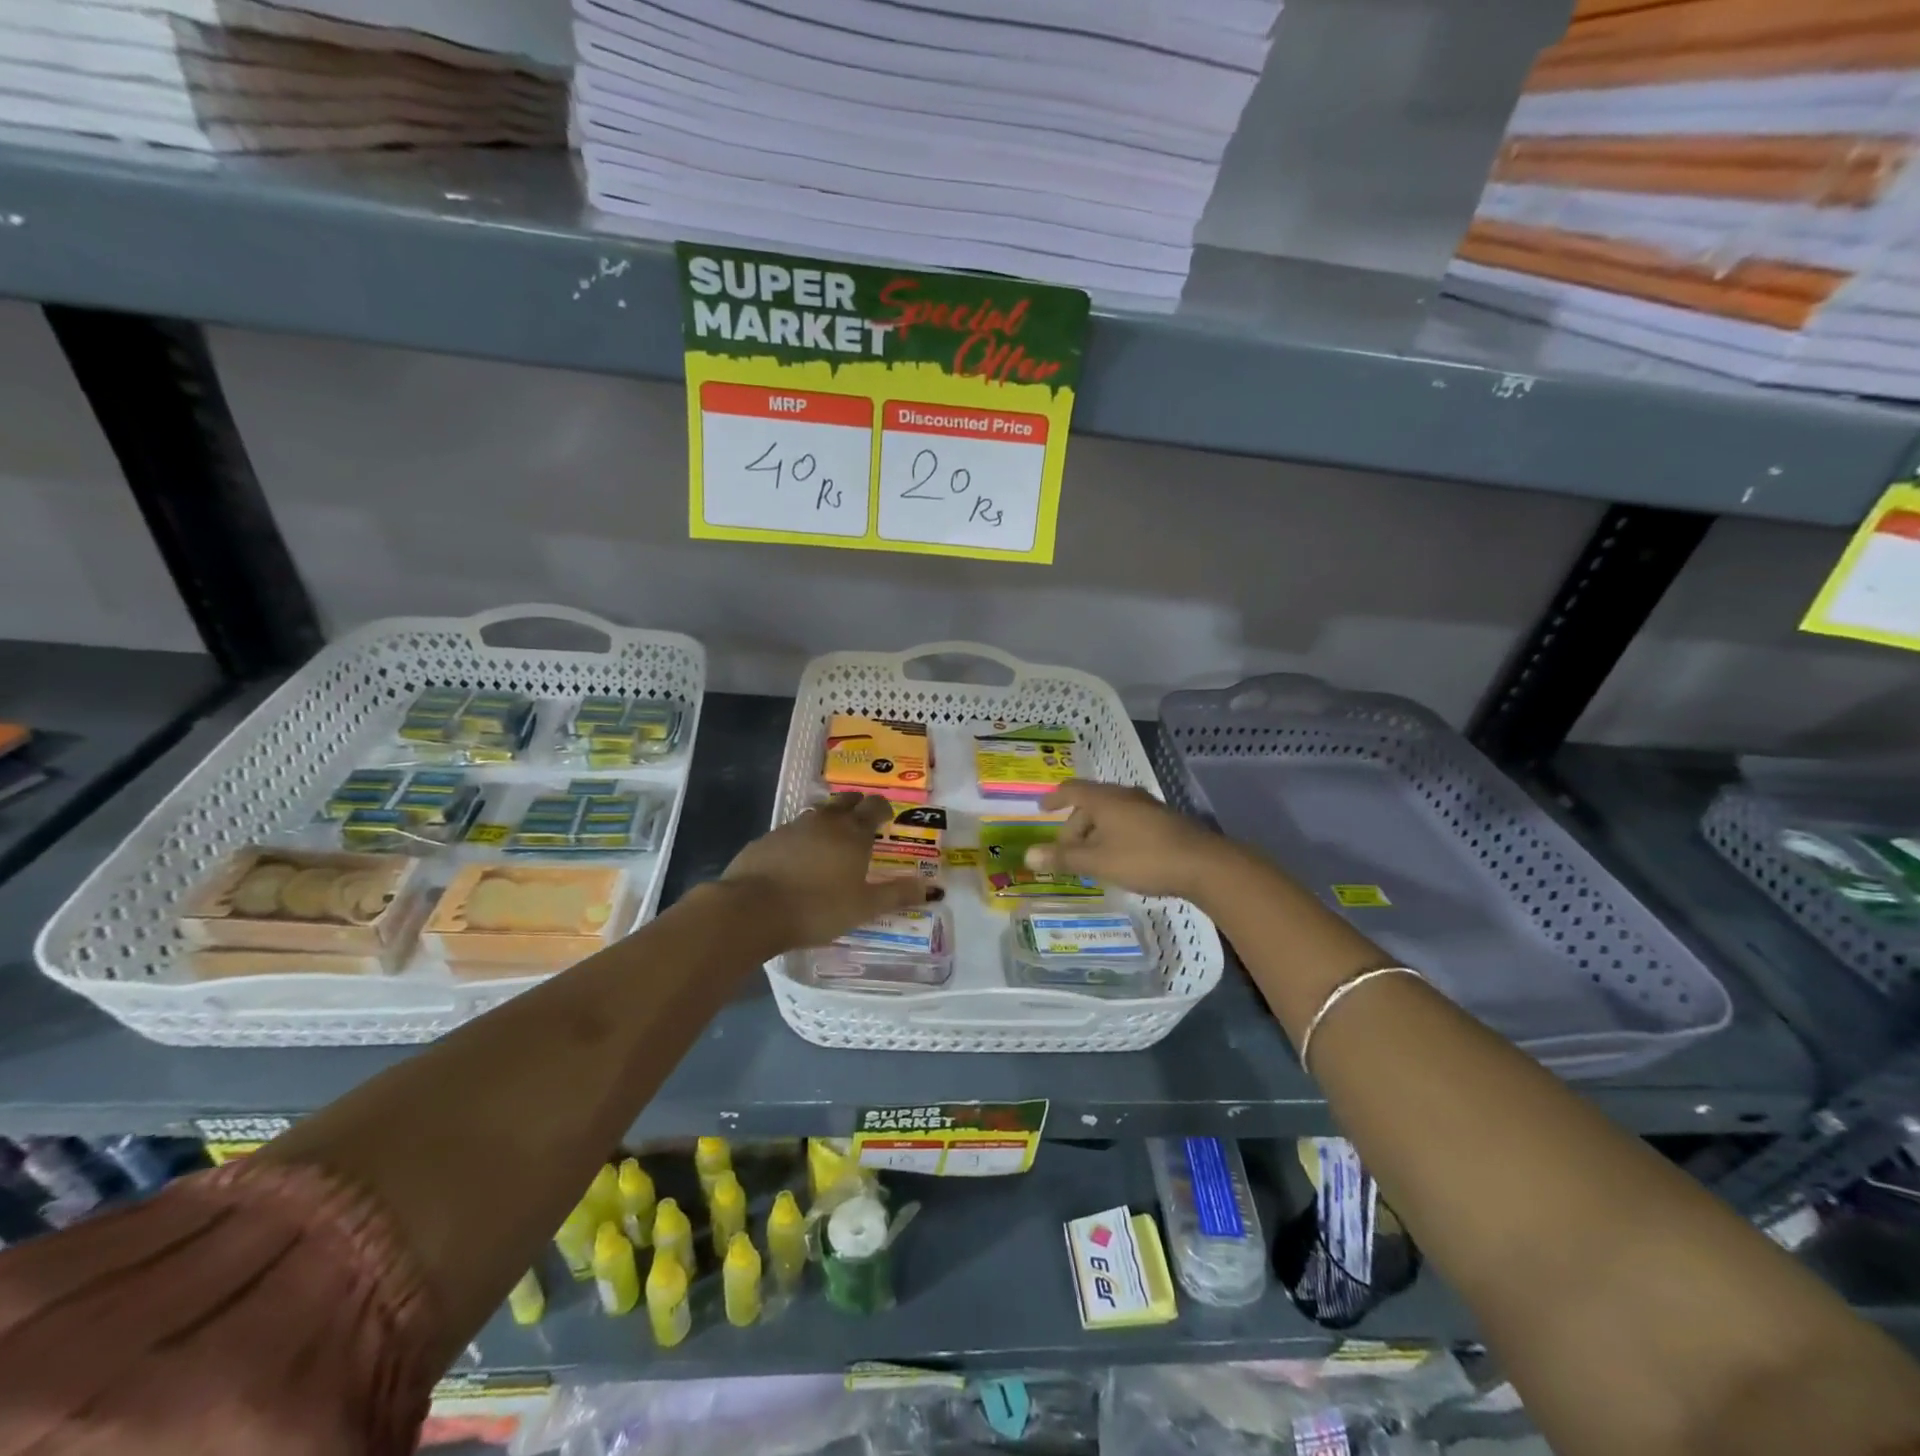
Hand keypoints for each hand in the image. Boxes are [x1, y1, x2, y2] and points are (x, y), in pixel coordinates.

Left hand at [722, 794, 939, 949]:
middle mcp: (825, 822)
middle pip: (845, 801)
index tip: (887, 818)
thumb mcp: (864, 907)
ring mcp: (792, 828)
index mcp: (853, 833)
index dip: (883, 809)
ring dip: (828, 820)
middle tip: (862, 821)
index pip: (874, 807)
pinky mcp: (766, 840)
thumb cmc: (817, 908)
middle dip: (857, 805)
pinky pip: (790, 832)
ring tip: (831, 839)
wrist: (752, 909)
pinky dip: (800, 839)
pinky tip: (797, 859)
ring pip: (817, 814)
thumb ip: (896, 894)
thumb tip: (931, 887)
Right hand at [1024, 781, 1234, 901]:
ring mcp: (1147, 808)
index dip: (1054, 798)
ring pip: (1111, 814)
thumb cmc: (1143, 858)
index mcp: (1105, 799)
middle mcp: (1125, 796)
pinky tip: (1118, 858)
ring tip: (1090, 859)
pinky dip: (1113, 835)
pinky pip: (1128, 822)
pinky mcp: (1163, 822)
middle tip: (1066, 852)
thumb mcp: (1098, 862)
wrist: (1204, 865)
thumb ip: (1063, 858)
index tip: (1041, 808)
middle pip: (1091, 804)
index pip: (1071, 790)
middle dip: (1074, 826)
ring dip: (1095, 833)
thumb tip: (1028, 856)